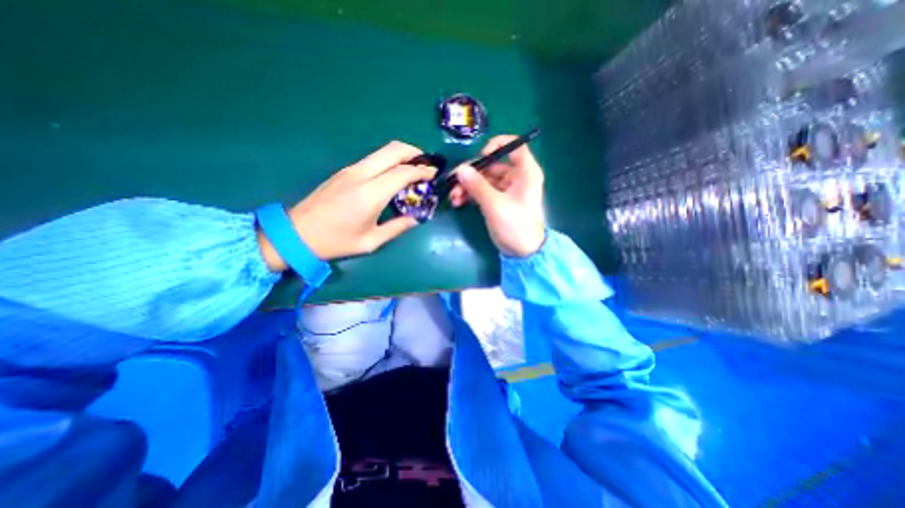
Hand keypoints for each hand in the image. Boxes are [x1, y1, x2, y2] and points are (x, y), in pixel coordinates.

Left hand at [256, 140, 435, 271]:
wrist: (297, 233)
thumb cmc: (336, 241)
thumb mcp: (371, 241)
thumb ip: (397, 228)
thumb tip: (415, 219)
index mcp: (370, 194)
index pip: (402, 172)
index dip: (421, 171)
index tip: (434, 174)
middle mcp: (361, 175)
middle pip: (392, 150)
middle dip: (414, 152)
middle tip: (427, 163)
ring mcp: (350, 170)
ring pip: (382, 151)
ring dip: (401, 154)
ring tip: (414, 167)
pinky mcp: (344, 172)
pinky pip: (373, 159)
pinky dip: (389, 160)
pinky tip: (394, 174)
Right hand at [451, 135, 543, 257]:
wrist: (522, 251)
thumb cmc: (516, 225)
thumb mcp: (495, 205)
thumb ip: (477, 186)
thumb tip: (460, 169)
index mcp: (525, 172)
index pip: (514, 146)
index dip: (497, 145)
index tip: (481, 157)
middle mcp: (515, 177)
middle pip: (492, 165)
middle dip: (472, 173)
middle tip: (454, 181)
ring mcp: (505, 189)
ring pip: (483, 179)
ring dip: (467, 186)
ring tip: (454, 197)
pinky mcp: (496, 200)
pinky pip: (481, 191)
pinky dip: (470, 195)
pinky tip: (458, 202)